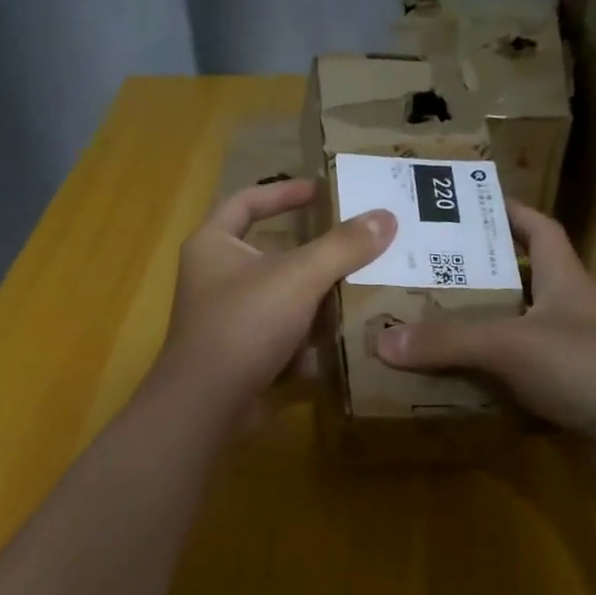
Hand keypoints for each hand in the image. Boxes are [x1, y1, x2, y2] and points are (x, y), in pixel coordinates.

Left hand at [151, 179, 394, 423]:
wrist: (208, 404)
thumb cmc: (244, 324)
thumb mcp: (298, 277)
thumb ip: (342, 246)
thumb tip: (386, 217)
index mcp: (213, 246)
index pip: (245, 202)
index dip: (282, 192)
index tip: (321, 190)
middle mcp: (215, 279)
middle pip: (270, 255)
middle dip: (313, 255)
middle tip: (357, 246)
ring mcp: (227, 322)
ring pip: (281, 300)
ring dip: (317, 299)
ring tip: (363, 291)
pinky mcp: (242, 357)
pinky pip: (282, 338)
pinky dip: (309, 339)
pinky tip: (344, 338)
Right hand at [375, 202, 595, 493]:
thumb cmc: (593, 367)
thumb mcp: (514, 344)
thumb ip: (448, 342)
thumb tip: (380, 342)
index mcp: (566, 282)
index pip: (541, 231)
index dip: (512, 214)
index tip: (471, 206)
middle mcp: (568, 315)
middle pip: (518, 288)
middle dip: (474, 283)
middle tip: (419, 280)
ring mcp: (570, 361)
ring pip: (512, 341)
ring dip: (475, 340)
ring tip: (420, 334)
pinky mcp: (566, 402)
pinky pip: (516, 387)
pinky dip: (487, 388)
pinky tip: (450, 391)